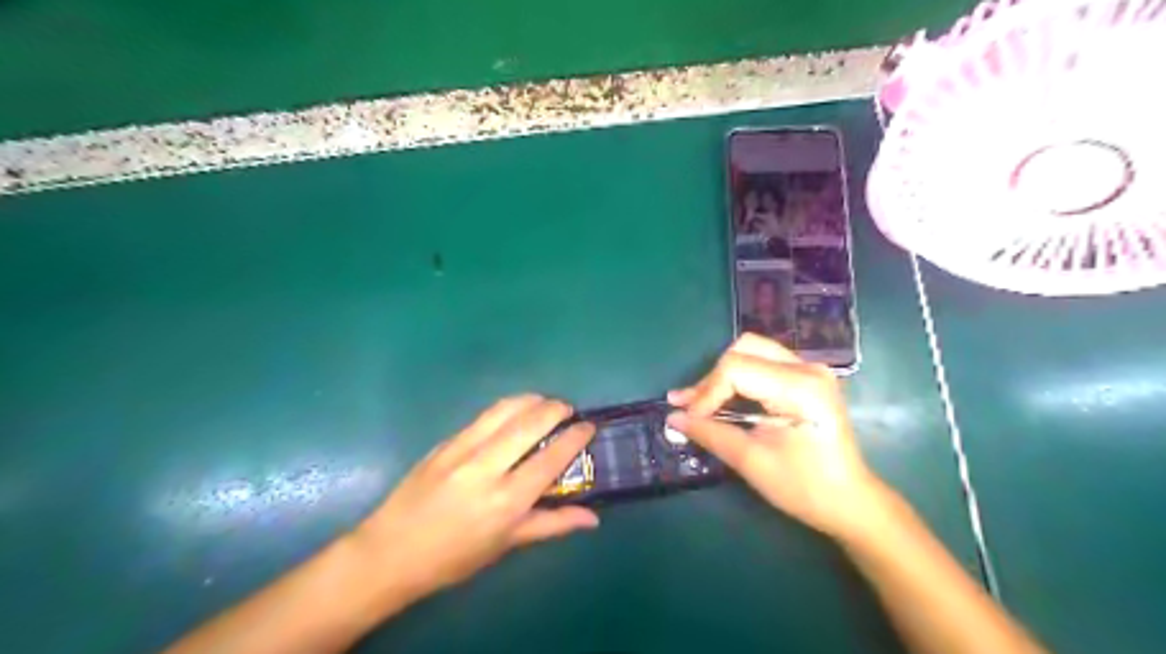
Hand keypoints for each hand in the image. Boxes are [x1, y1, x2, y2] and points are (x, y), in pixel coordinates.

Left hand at [349, 394, 594, 602]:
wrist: (390, 552)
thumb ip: (552, 524)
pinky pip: (483, 417)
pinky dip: (506, 408)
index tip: (589, 425)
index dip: (574, 437)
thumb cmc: (453, 558)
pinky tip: (513, 412)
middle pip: (529, 424)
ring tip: (545, 402)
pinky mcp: (445, 443)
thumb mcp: (506, 545)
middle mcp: (486, 468)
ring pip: (505, 410)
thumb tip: (592, 518)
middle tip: (569, 410)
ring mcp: (462, 450)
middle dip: (556, 409)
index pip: (551, 458)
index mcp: (506, 500)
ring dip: (531, 400)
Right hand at [671, 335, 879, 539]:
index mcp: (800, 388)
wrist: (850, 502)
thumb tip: (673, 418)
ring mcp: (810, 370)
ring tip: (699, 403)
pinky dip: (739, 379)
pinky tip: (723, 399)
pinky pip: (763, 364)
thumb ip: (710, 433)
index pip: (736, 369)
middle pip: (743, 350)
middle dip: (713, 379)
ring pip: (752, 352)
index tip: (689, 419)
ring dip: (723, 376)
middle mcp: (807, 368)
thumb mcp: (752, 461)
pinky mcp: (806, 379)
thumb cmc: (805, 487)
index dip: (706, 392)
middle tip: (691, 408)